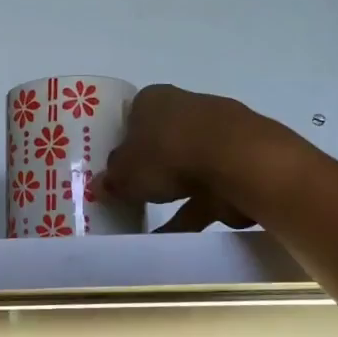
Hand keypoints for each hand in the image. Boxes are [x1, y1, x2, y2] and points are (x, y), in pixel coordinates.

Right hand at [105, 85, 291, 232]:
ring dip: (170, 191)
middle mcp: (186, 108)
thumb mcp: (125, 173)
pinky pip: (206, 191)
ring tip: (147, 221)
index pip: (132, 115)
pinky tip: (172, 238)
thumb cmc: (168, 154)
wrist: (237, 163)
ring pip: (185, 166)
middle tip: (128, 192)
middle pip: (160, 140)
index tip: (113, 167)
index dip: (122, 141)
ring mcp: (217, 134)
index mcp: (154, 99)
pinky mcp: (238, 163)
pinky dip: (190, 213)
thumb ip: (111, 180)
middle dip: (147, 166)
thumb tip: (100, 185)